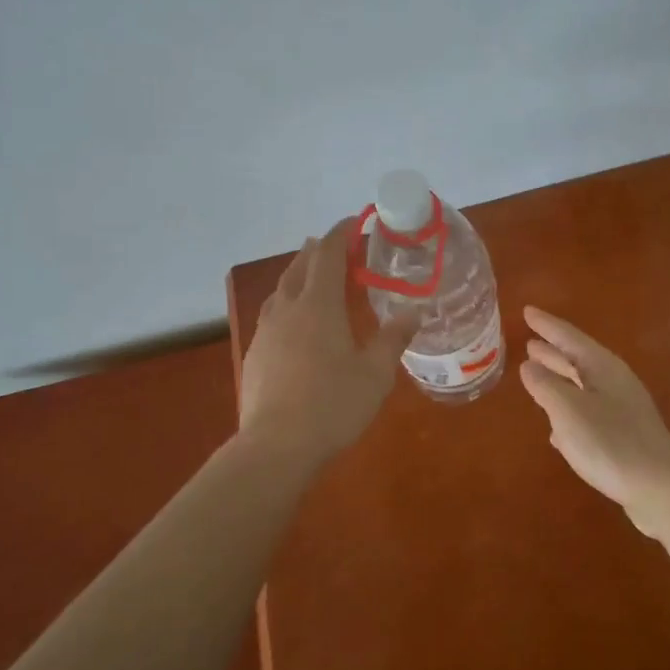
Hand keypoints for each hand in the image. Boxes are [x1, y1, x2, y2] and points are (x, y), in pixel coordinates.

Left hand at [239, 220, 418, 463]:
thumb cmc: (333, 405)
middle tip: (338, 247)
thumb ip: (394, 339)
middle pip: (300, 266)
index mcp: (318, 305)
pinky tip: (295, 324)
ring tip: (314, 277)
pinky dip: (288, 303)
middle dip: (319, 250)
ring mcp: (267, 331)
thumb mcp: (375, 373)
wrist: (276, 446)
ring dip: (299, 275)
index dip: (341, 234)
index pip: (328, 254)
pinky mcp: (255, 354)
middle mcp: (288, 309)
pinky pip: (272, 314)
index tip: (356, 222)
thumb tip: (413, 313)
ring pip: (282, 289)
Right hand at [518, 306, 669, 535]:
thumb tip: (529, 364)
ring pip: (582, 386)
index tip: (526, 311)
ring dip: (560, 379)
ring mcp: (621, 409)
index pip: (568, 337)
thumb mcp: (568, 410)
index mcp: (601, 367)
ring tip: (536, 375)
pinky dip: (569, 411)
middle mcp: (613, 381)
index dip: (546, 324)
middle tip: (529, 342)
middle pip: (578, 359)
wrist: (661, 488)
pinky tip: (556, 429)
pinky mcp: (624, 436)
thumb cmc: (610, 442)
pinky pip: (589, 413)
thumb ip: (545, 385)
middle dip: (553, 351)